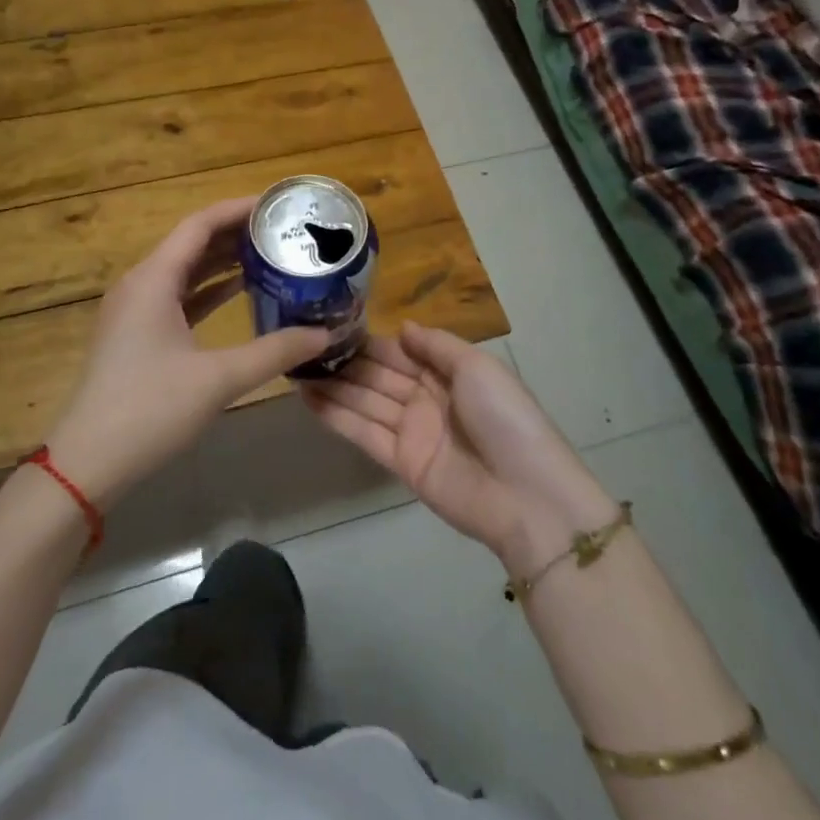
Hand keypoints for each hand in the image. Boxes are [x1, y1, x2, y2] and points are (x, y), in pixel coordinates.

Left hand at [44, 198, 328, 507]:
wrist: (88, 463)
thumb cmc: (150, 410)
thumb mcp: (219, 379)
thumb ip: (275, 351)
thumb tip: (324, 333)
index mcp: (153, 279)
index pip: (200, 224)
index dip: (239, 209)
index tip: (278, 205)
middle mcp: (141, 284)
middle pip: (192, 243)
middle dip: (237, 233)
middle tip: (284, 231)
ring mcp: (135, 310)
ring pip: (185, 271)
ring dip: (224, 261)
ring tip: (271, 254)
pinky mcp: (137, 335)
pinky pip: (178, 296)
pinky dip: (209, 290)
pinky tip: (240, 292)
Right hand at [304, 322, 617, 572]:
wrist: (525, 494)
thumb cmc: (505, 418)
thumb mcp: (477, 367)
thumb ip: (436, 345)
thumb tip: (402, 327)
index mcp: (447, 373)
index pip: (398, 352)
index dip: (368, 341)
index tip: (332, 325)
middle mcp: (425, 398)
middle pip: (378, 375)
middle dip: (344, 362)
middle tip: (301, 345)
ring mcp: (411, 431)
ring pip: (365, 402)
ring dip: (333, 387)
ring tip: (294, 369)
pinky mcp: (400, 462)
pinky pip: (364, 433)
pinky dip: (337, 417)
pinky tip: (308, 399)